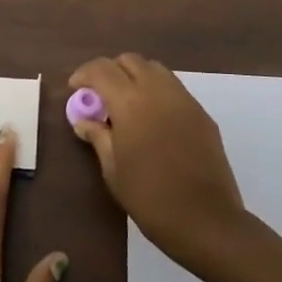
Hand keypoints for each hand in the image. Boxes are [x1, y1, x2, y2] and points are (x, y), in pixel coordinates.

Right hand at [68, 53, 246, 270]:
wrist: (206, 221)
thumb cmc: (150, 198)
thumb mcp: (113, 170)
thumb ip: (98, 137)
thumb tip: (83, 120)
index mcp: (131, 103)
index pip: (101, 69)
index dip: (84, 74)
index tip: (75, 90)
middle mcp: (158, 91)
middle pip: (130, 60)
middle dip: (110, 71)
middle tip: (100, 97)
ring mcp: (184, 100)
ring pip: (155, 69)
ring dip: (135, 77)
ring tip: (126, 105)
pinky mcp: (202, 114)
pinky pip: (174, 88)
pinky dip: (156, 91)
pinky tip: (152, 120)